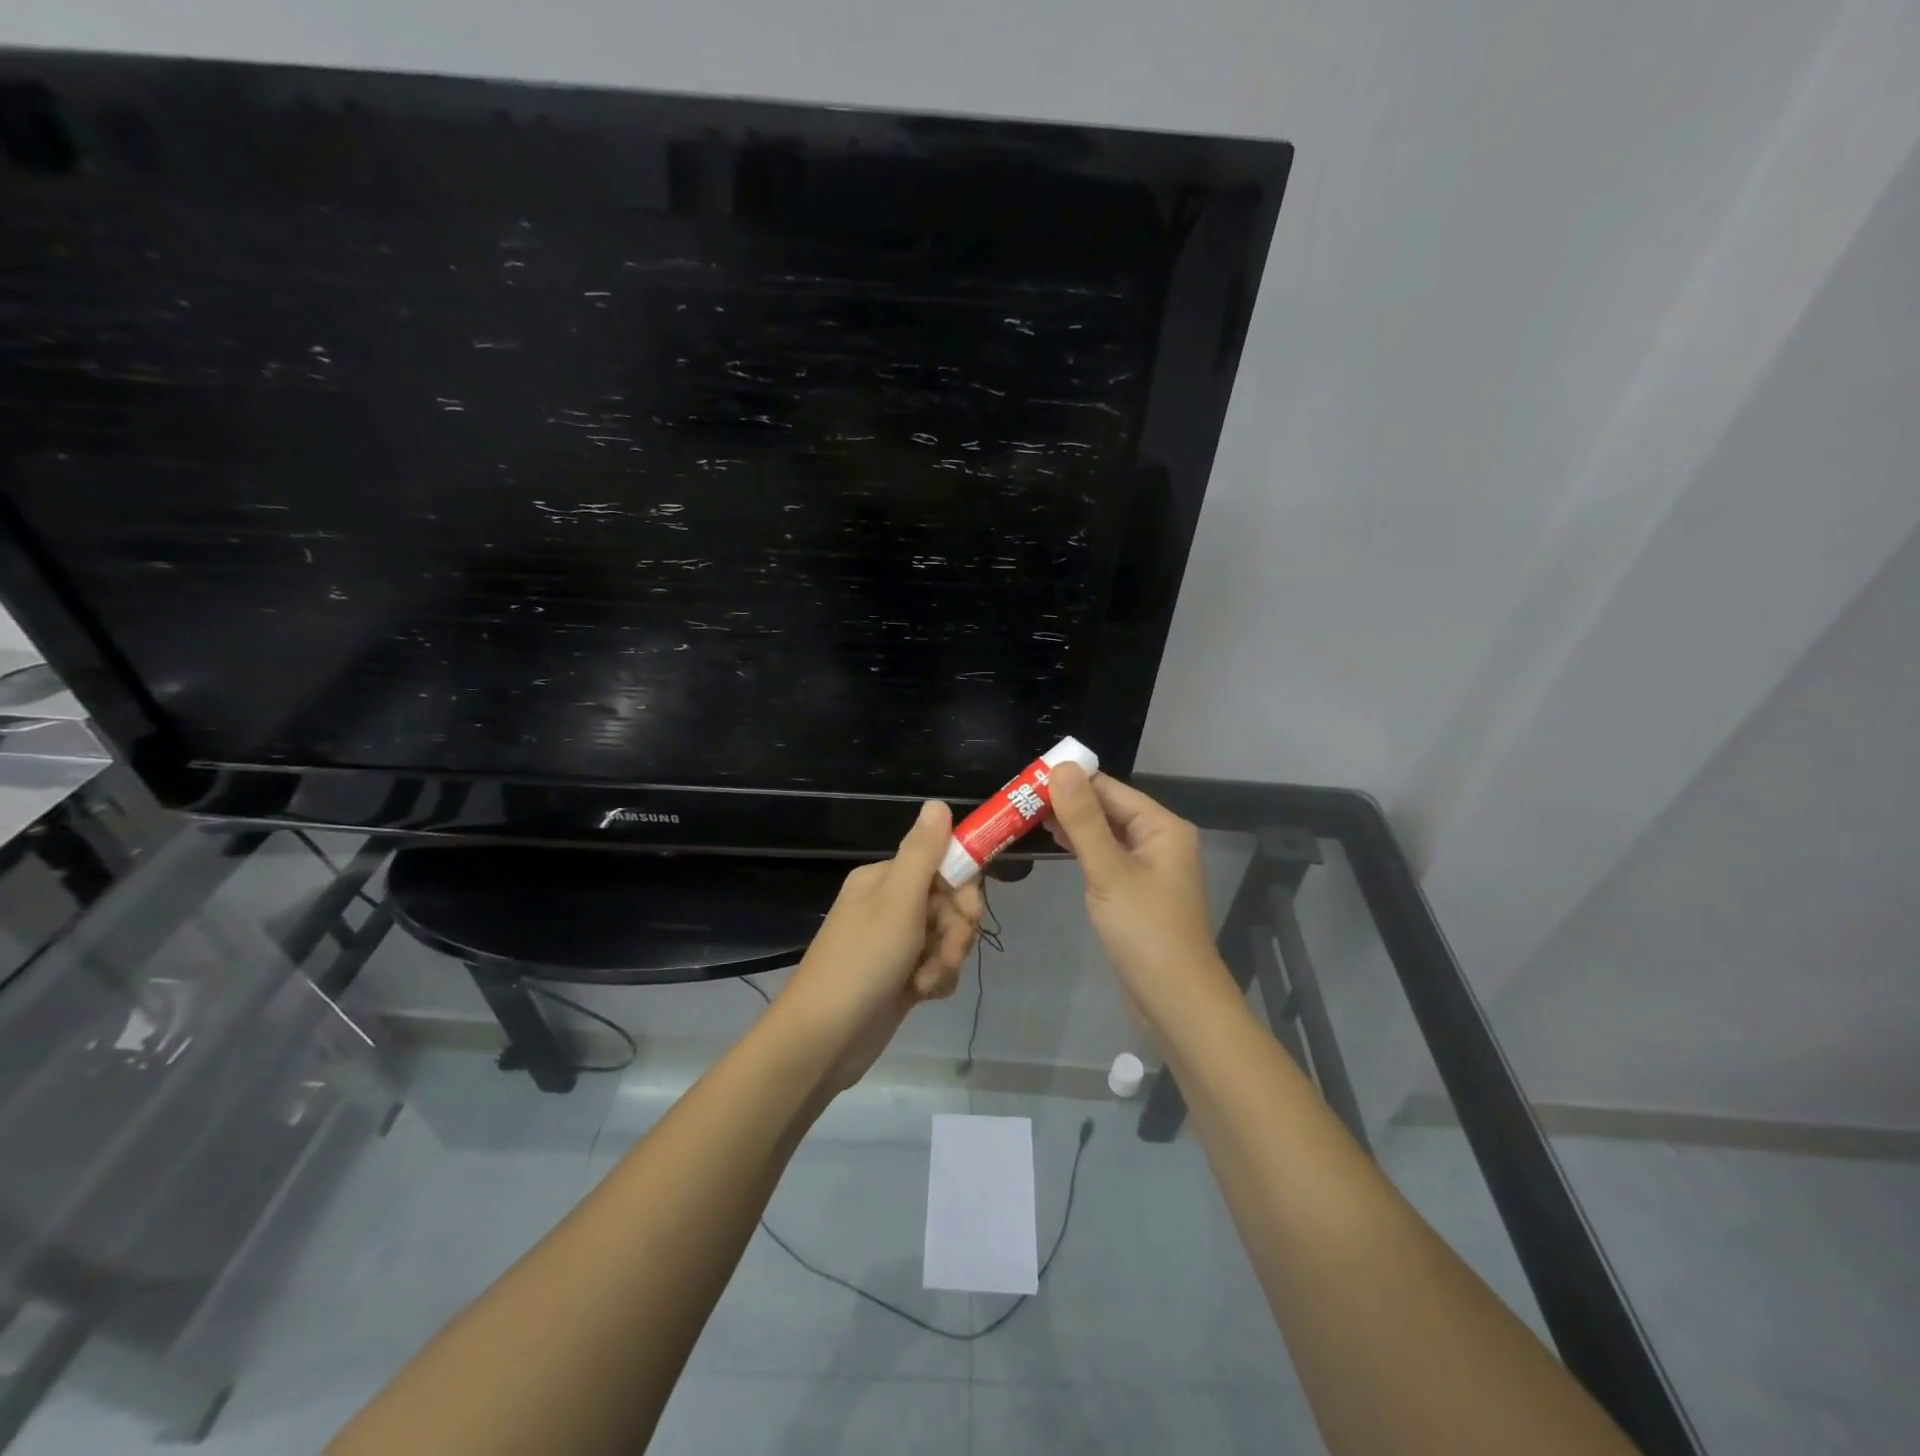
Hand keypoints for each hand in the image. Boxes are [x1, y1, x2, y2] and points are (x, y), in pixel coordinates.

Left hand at [777, 800, 983, 1089]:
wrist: (823, 1040)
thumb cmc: (862, 962)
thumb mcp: (897, 901)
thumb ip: (922, 852)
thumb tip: (937, 802)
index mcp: (884, 879)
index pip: (942, 864)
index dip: (963, 888)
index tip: (968, 912)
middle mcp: (889, 905)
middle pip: (949, 903)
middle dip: (956, 930)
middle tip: (945, 952)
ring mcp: (894, 943)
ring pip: (947, 937)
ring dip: (946, 959)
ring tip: (925, 982)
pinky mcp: (900, 976)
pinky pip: (936, 965)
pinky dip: (936, 979)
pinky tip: (922, 995)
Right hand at [1046, 764, 1231, 1027]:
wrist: (1175, 1001)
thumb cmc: (1145, 932)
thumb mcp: (1109, 871)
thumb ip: (1084, 820)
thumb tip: (1061, 767)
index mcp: (1162, 826)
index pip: (1109, 788)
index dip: (1070, 780)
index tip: (1026, 778)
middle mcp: (1159, 839)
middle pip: (1107, 808)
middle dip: (1067, 801)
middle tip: (1017, 798)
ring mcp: (1149, 866)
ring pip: (1105, 833)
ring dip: (1071, 825)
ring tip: (1025, 815)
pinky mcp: (1137, 890)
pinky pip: (1106, 856)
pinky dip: (1081, 848)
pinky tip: (1054, 844)